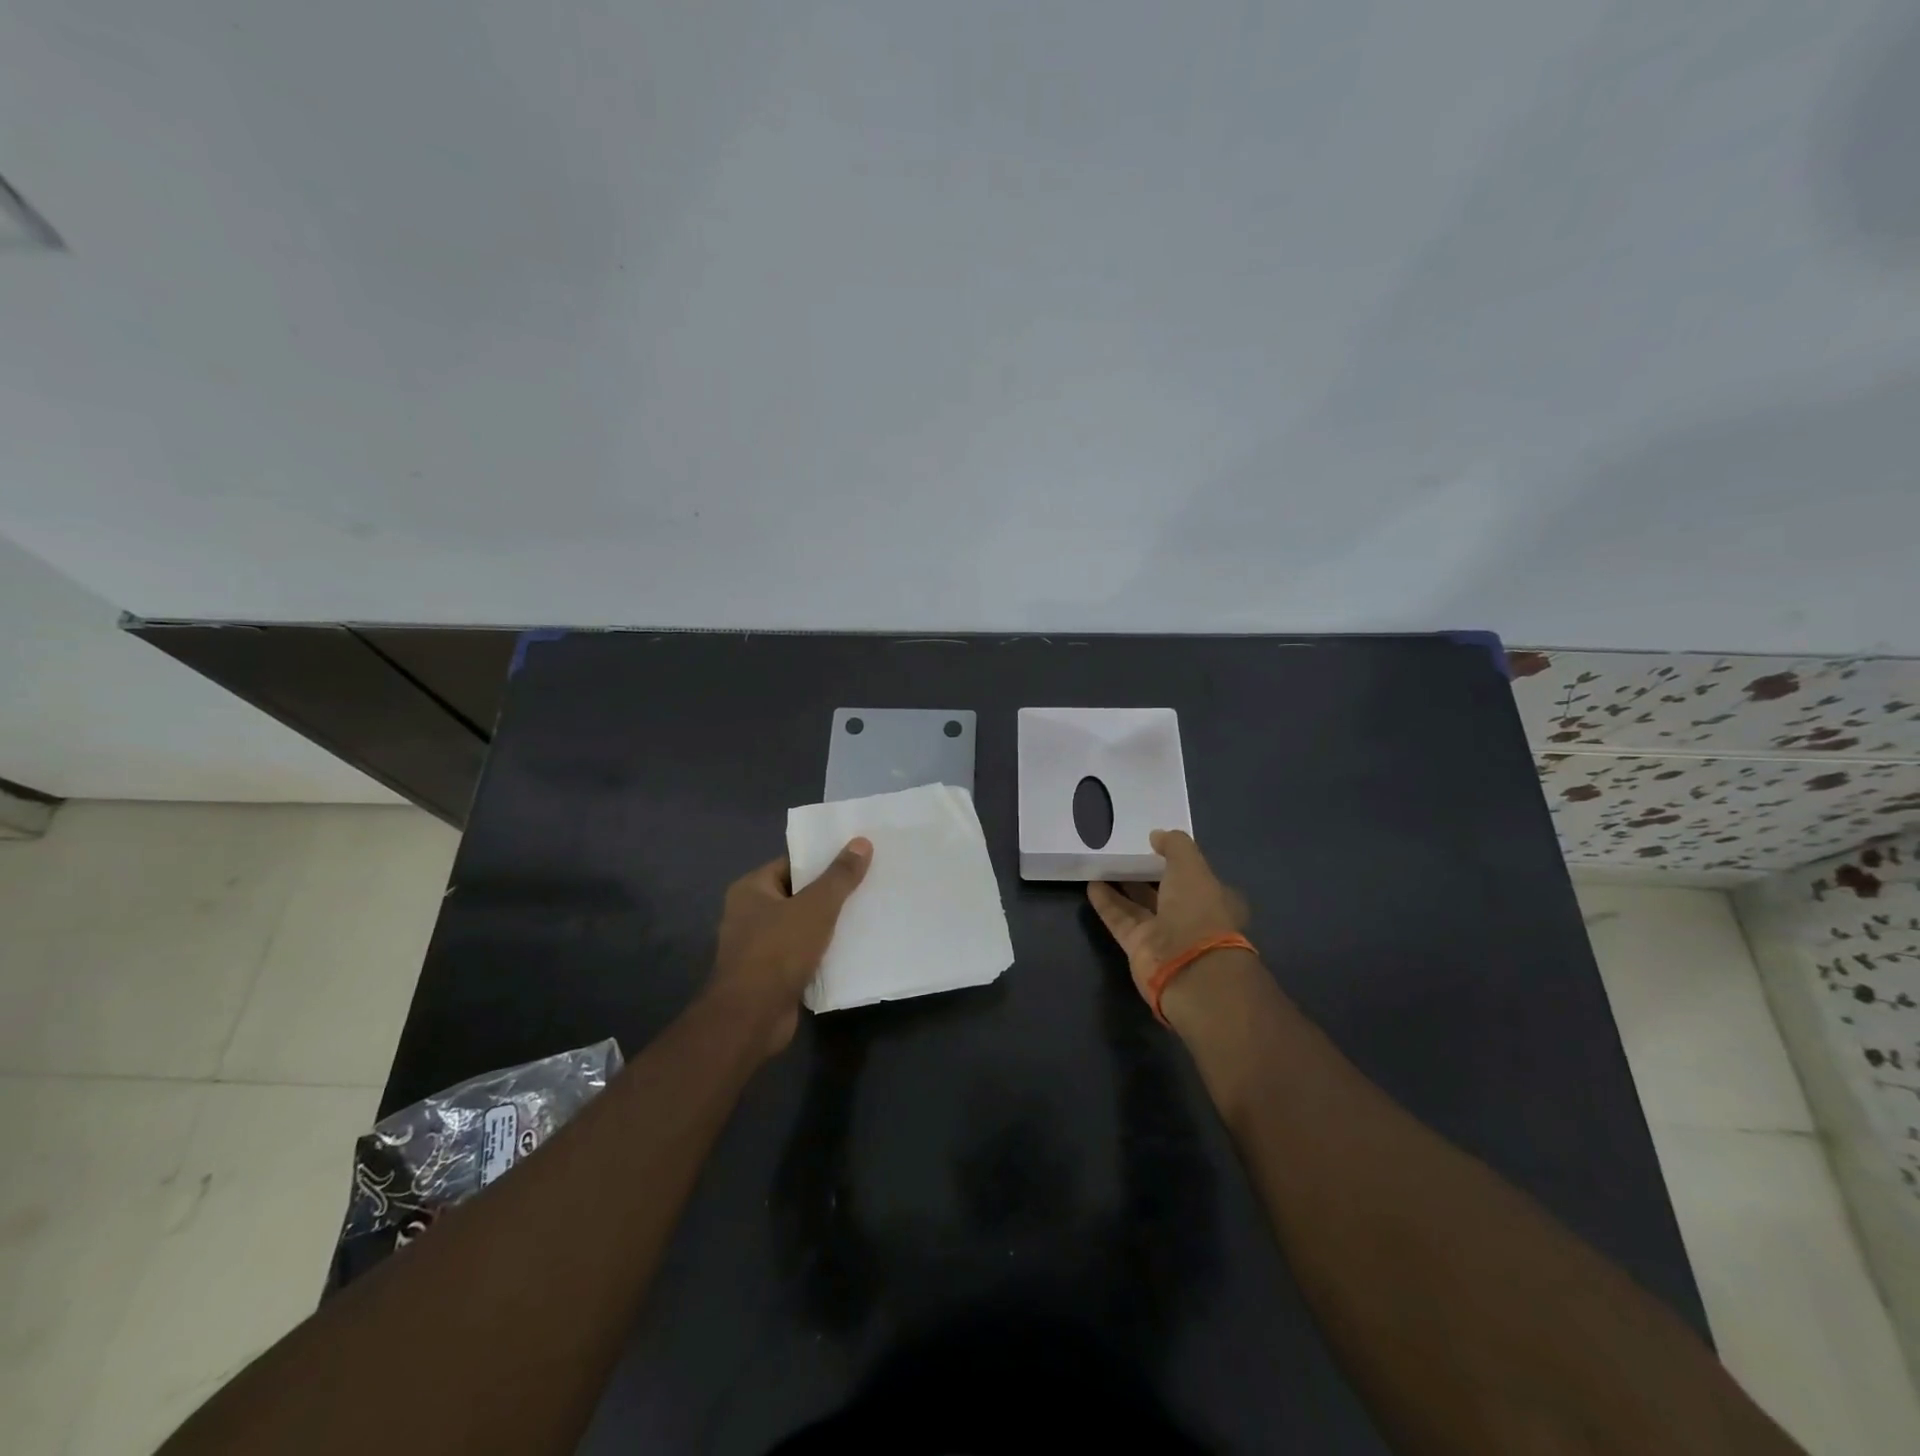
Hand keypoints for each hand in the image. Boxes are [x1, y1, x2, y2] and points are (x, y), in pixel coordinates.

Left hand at [708, 838, 871, 1056]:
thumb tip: (861, 842)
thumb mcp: (816, 907)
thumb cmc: (778, 951)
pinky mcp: (771, 975)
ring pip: (802, 927)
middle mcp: (749, 914)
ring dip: (829, 925)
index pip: (792, 864)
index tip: (856, 859)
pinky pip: (803, 954)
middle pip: (798, 895)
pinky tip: (853, 949)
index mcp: (751, 889)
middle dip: (831, 894)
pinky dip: (823, 952)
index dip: (823, 861)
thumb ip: (839, 876)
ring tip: (867, 914)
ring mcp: (758, 947)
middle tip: (868, 885)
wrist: (752, 1017)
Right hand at [1087, 830, 1251, 1027]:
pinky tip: (1091, 884)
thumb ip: (1175, 846)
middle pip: (1163, 890)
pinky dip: (1107, 903)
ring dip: (1122, 886)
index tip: (1154, 844)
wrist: (1189, 968)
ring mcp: (1164, 934)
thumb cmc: (1198, 911)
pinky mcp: (1139, 947)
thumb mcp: (1191, 867)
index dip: (1175, 860)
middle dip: (1145, 872)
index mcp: (1212, 897)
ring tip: (1101, 863)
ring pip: (1139, 904)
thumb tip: (1157, 835)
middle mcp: (1189, 916)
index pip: (1193, 875)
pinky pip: (1120, 920)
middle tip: (1123, 851)